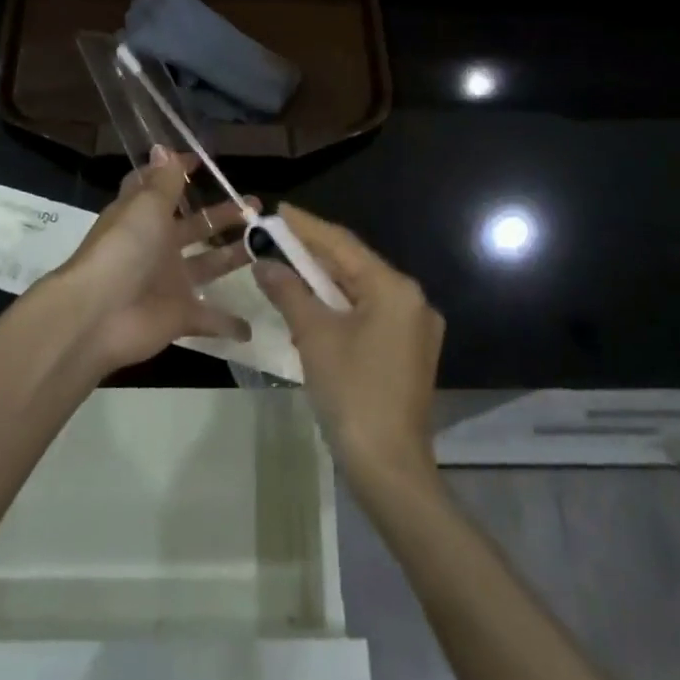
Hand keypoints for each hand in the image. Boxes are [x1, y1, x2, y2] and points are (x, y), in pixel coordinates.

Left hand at [50, 148, 254, 374]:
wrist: (99, 315)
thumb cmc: (124, 249)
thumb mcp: (146, 206)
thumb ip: (163, 181)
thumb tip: (162, 146)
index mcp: (144, 216)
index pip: (159, 188)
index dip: (177, 174)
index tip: (202, 162)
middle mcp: (156, 246)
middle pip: (194, 226)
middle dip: (223, 216)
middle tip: (255, 206)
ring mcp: (168, 282)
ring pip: (207, 265)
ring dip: (233, 257)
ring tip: (265, 245)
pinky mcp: (179, 316)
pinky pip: (209, 319)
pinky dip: (228, 323)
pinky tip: (252, 325)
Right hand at [253, 203, 443, 488]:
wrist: (389, 469)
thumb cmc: (352, 393)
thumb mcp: (314, 336)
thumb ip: (289, 291)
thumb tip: (264, 263)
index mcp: (395, 289)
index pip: (343, 244)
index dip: (307, 227)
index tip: (278, 210)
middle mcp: (412, 300)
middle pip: (355, 265)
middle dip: (313, 254)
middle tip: (276, 238)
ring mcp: (415, 329)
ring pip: (361, 291)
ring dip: (324, 282)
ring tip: (287, 267)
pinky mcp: (409, 352)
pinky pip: (369, 315)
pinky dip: (340, 308)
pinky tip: (312, 307)